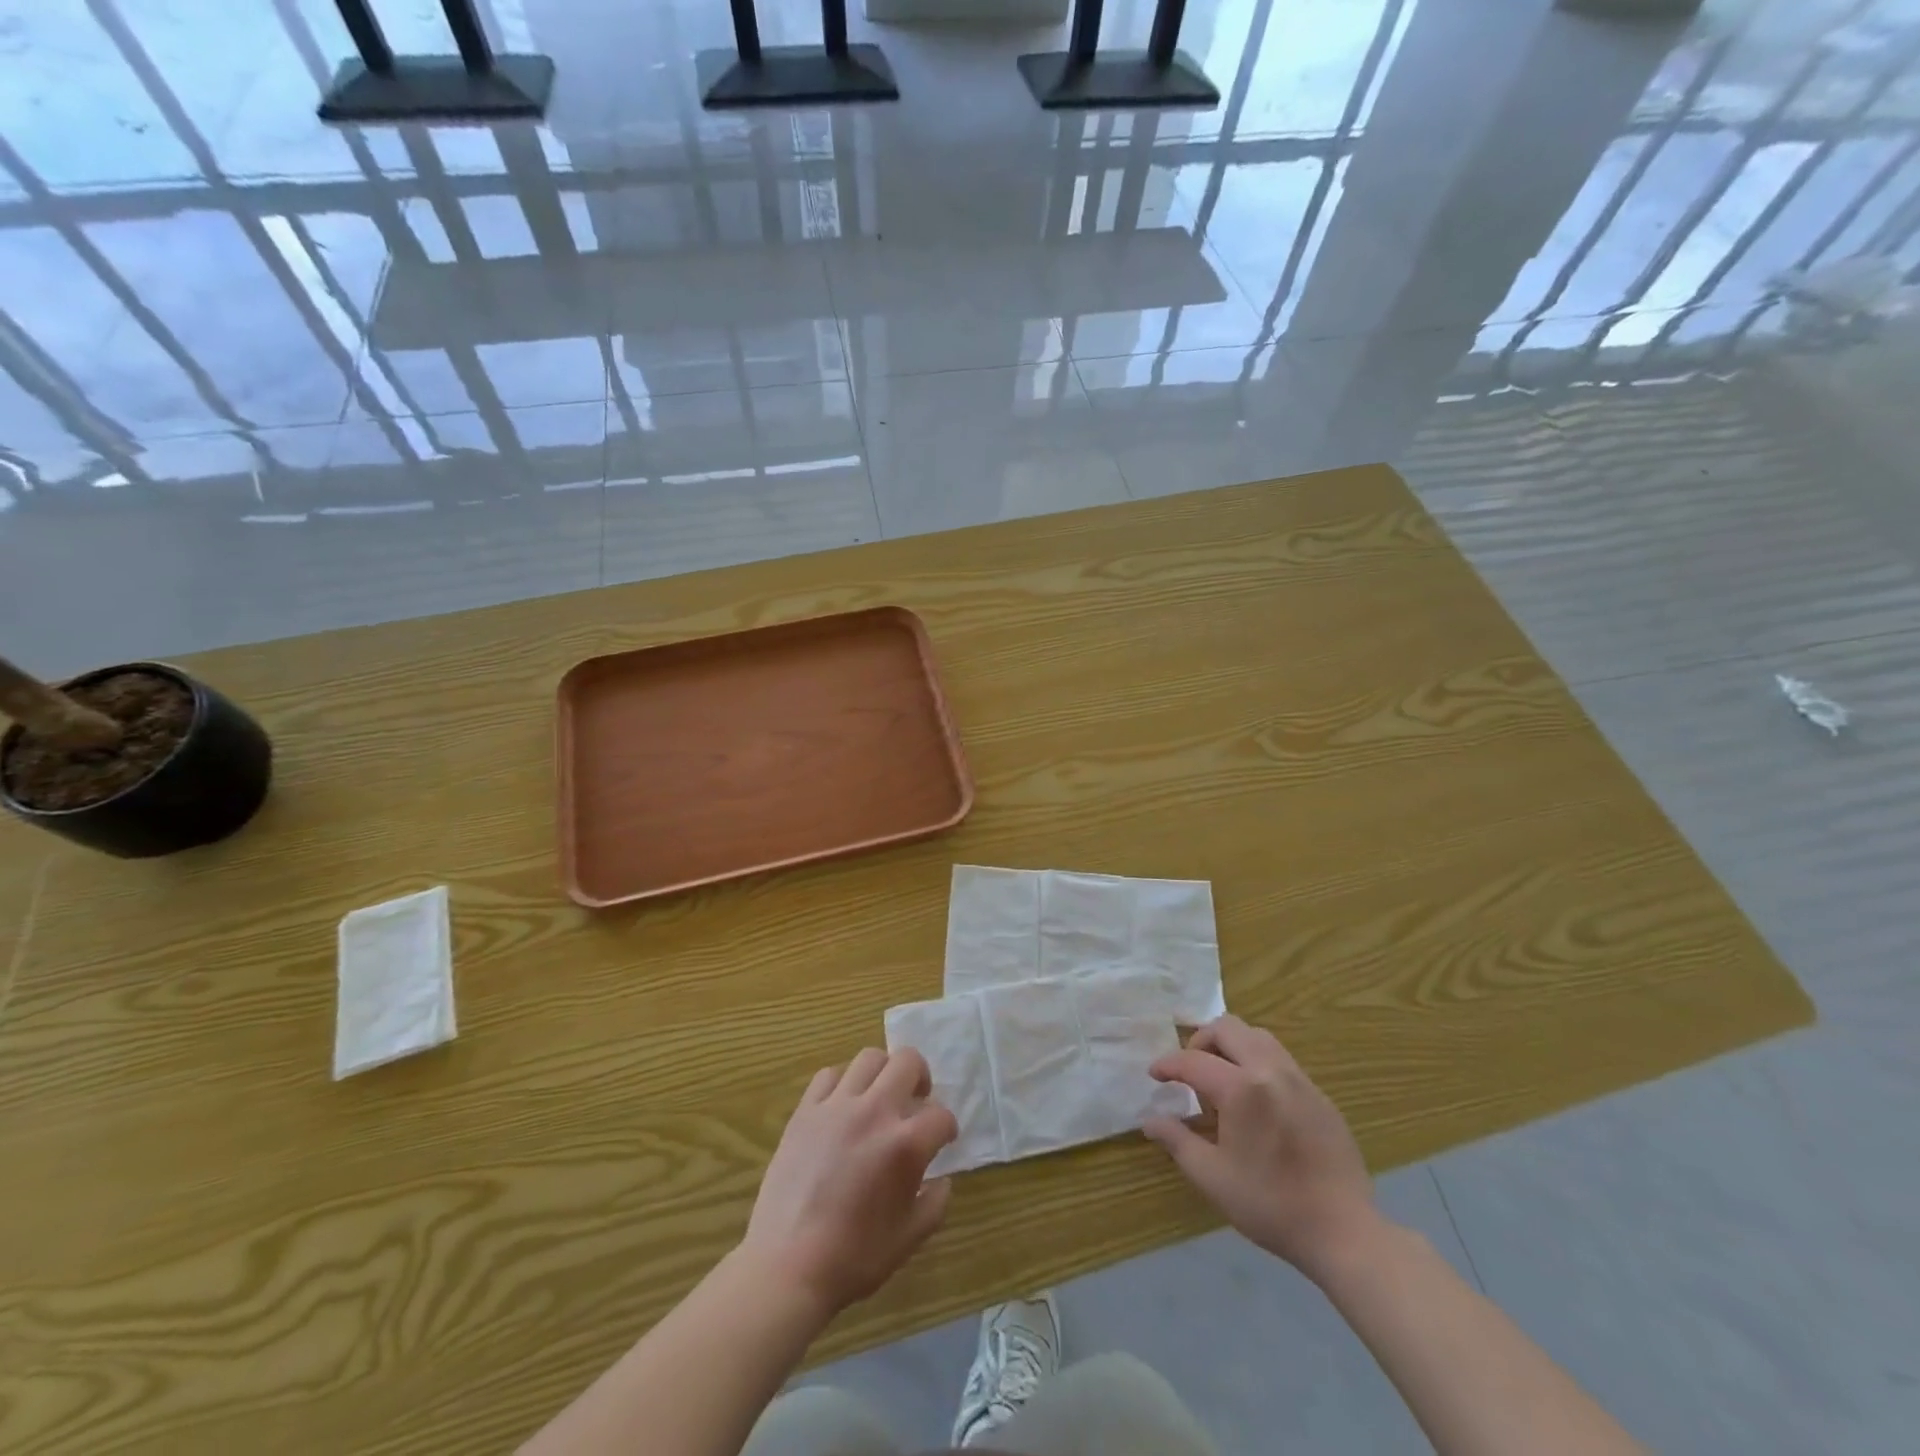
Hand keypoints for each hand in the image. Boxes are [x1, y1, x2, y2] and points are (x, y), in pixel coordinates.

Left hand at [741, 1048, 958, 1313]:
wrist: (788, 1266)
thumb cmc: (854, 1258)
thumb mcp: (910, 1238)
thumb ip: (935, 1202)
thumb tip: (942, 1179)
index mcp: (905, 1144)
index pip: (941, 1116)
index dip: (947, 1129)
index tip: (942, 1140)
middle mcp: (875, 1112)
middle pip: (908, 1061)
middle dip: (920, 1077)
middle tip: (916, 1100)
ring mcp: (837, 1106)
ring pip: (869, 1058)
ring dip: (883, 1073)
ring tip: (879, 1096)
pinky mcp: (806, 1111)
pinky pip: (829, 1075)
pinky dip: (842, 1083)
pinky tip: (842, 1107)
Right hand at [1143, 1015, 1378, 1279]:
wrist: (1344, 1232)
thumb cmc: (1270, 1205)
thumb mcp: (1212, 1177)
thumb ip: (1177, 1141)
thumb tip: (1150, 1120)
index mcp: (1241, 1088)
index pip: (1193, 1061)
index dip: (1168, 1065)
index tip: (1154, 1075)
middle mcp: (1270, 1071)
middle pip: (1227, 1028)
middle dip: (1201, 1041)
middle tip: (1190, 1071)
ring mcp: (1300, 1079)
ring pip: (1257, 1036)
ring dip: (1231, 1045)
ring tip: (1222, 1078)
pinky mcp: (1320, 1095)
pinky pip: (1281, 1059)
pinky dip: (1257, 1062)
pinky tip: (1256, 1100)